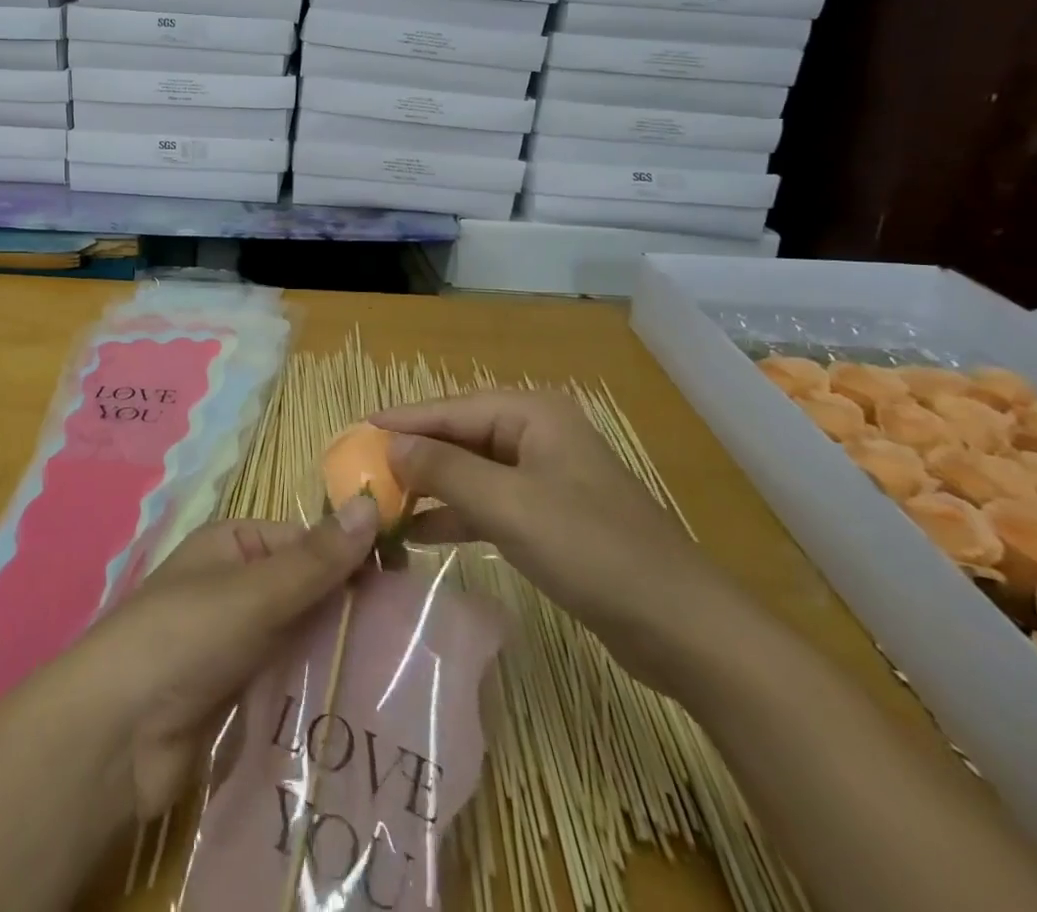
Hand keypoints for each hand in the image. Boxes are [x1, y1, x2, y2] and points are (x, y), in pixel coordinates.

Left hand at [79, 504, 379, 818]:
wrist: (116, 737)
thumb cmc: (184, 637)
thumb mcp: (254, 591)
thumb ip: (317, 558)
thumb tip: (373, 502)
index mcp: (234, 545)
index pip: (307, 541)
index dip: (354, 557)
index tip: (410, 583)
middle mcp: (237, 586)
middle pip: (308, 590)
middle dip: (352, 610)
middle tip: (418, 636)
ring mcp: (238, 643)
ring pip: (304, 638)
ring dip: (341, 652)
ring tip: (407, 674)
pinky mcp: (240, 695)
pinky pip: (291, 681)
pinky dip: (321, 688)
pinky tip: (366, 706)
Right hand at [373, 391, 745, 693]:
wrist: (683, 628)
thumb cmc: (592, 550)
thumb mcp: (509, 505)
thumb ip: (444, 470)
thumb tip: (389, 446)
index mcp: (531, 414)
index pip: (449, 410)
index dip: (401, 422)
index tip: (354, 433)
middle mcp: (536, 434)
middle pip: (458, 437)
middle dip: (412, 456)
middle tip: (360, 471)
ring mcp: (544, 477)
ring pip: (471, 472)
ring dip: (430, 487)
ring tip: (381, 502)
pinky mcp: (549, 518)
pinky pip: (489, 504)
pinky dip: (456, 515)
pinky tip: (420, 533)